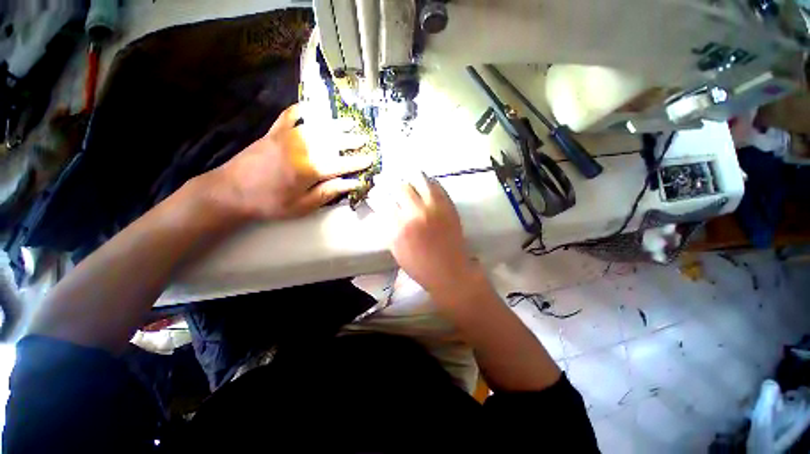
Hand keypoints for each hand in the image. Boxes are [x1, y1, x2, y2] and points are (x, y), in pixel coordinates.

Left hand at [206, 103, 372, 219]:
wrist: (230, 191)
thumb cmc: (270, 203)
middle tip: (366, 138)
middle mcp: (302, 148)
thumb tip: (352, 184)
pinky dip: (303, 110)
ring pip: (319, 126)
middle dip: (352, 140)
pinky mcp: (274, 131)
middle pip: (334, 141)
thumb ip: (329, 192)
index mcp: (310, 169)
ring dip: (337, 124)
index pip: (342, 163)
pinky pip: (291, 115)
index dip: (358, 161)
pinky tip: (313, 109)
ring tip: (351, 122)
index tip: (372, 158)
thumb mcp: (303, 206)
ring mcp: (287, 136)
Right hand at [384, 173, 481, 297]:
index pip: (382, 201)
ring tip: (404, 176)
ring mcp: (434, 206)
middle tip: (385, 180)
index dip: (375, 194)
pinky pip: (436, 184)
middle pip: (399, 186)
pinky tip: (421, 183)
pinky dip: (426, 181)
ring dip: (407, 176)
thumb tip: (380, 208)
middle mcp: (416, 212)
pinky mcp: (448, 204)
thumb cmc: (419, 265)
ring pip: (418, 178)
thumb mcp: (395, 248)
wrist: (449, 270)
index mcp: (400, 227)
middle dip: (388, 181)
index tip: (374, 192)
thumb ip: (386, 227)